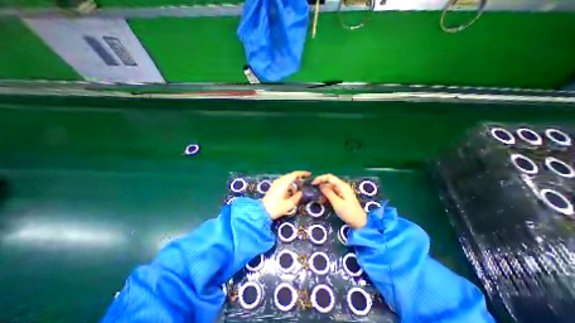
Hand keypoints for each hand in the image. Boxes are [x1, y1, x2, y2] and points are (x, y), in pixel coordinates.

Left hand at [263, 172, 310, 219]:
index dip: (302, 173)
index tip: (309, 174)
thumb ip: (297, 197)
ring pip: (287, 179)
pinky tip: (290, 193)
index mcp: (283, 184)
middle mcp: (279, 181)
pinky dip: (289, 186)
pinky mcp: (274, 187)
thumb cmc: (276, 208)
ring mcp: (276, 184)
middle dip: (298, 178)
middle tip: (305, 182)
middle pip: (290, 176)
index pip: (294, 174)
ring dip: (293, 183)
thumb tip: (300, 192)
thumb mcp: (289, 204)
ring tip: (298, 191)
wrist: (262, 212)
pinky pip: (284, 183)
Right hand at [313, 174, 365, 229]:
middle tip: (315, 194)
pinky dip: (327, 196)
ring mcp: (342, 191)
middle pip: (329, 182)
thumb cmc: (349, 212)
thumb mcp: (337, 203)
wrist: (359, 223)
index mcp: (342, 186)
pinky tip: (323, 202)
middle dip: (321, 187)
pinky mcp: (341, 196)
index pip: (329, 177)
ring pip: (329, 188)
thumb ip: (328, 193)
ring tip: (320, 201)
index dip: (320, 178)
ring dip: (324, 193)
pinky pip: (332, 193)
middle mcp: (342, 186)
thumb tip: (320, 185)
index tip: (313, 184)